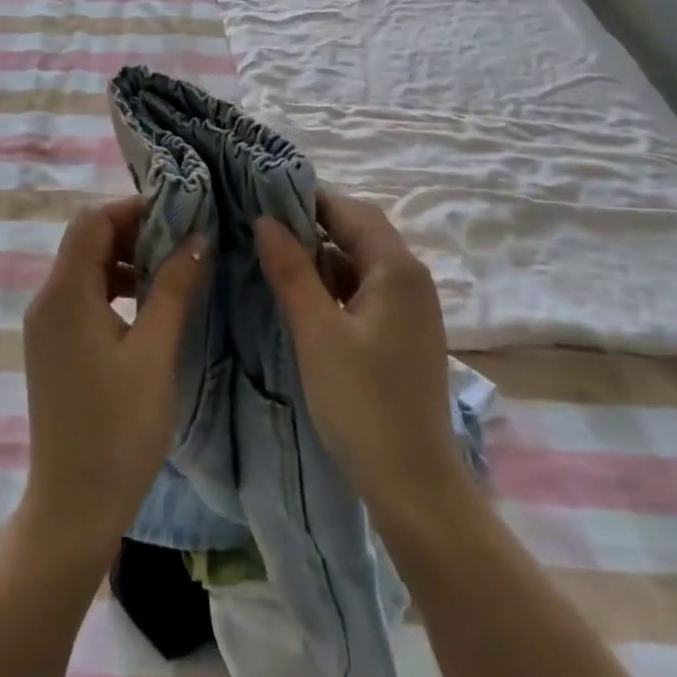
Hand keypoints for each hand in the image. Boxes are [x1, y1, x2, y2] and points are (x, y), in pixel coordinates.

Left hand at [20, 197, 207, 562]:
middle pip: (87, 240)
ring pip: (86, 269)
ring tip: (174, 273)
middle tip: (184, 243)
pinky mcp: (54, 348)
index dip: (134, 209)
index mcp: (64, 294)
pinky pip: (84, 298)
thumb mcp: (156, 353)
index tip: (181, 216)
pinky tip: (150, 308)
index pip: (92, 220)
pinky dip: (116, 289)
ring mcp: (47, 326)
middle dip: (134, 233)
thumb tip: (198, 237)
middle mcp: (47, 300)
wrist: (73, 507)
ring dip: (127, 262)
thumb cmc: (118, 429)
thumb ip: (174, 288)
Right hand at [255, 191, 466, 522]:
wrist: (413, 482)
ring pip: (361, 262)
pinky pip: (366, 290)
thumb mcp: (316, 332)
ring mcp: (411, 308)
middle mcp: (411, 279)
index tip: (263, 194)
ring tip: (274, 253)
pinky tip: (303, 295)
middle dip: (314, 223)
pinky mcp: (403, 334)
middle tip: (263, 222)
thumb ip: (291, 271)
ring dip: (323, 254)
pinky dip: (335, 283)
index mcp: (397, 269)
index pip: (351, 211)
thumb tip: (265, 220)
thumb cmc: (362, 402)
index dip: (309, 198)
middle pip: (360, 232)